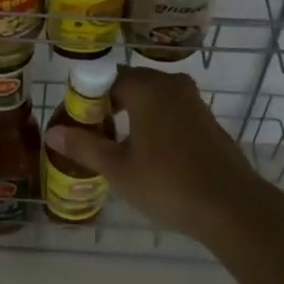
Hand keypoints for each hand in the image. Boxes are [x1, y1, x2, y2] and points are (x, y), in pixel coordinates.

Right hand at [43, 67, 267, 244]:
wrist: (231, 206)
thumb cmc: (168, 183)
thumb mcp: (119, 169)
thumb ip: (85, 146)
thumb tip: (52, 133)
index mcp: (147, 88)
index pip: (107, 78)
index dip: (88, 97)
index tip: (77, 121)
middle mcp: (171, 84)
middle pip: (131, 84)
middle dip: (110, 104)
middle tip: (94, 134)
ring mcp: (193, 100)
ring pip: (153, 97)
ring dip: (133, 113)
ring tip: (118, 145)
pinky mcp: (207, 119)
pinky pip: (171, 109)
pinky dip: (155, 121)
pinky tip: (150, 152)